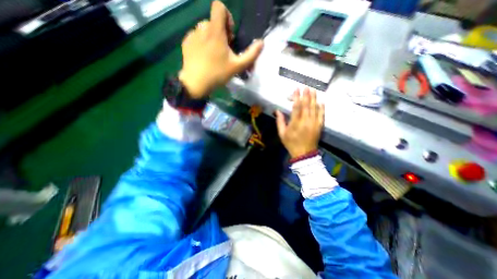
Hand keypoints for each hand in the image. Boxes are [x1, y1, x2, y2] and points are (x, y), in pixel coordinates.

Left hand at [179, 0, 262, 98]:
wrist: (196, 83)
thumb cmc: (218, 74)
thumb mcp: (237, 66)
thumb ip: (251, 54)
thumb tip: (262, 42)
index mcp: (215, 31)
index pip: (219, 6)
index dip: (227, 17)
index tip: (229, 35)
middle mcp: (202, 28)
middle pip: (213, 21)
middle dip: (220, 33)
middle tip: (223, 51)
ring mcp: (192, 35)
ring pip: (204, 30)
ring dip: (211, 38)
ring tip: (213, 55)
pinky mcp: (186, 43)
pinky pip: (196, 37)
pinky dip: (202, 44)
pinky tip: (204, 58)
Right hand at [273, 88, 324, 160]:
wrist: (304, 153)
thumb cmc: (291, 143)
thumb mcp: (282, 134)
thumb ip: (280, 122)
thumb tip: (277, 111)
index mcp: (295, 123)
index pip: (296, 107)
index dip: (296, 97)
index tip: (296, 89)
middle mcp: (306, 121)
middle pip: (307, 105)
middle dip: (306, 95)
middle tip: (306, 86)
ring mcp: (314, 123)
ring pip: (314, 108)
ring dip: (314, 99)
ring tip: (313, 90)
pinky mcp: (319, 126)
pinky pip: (321, 115)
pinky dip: (321, 108)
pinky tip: (321, 101)